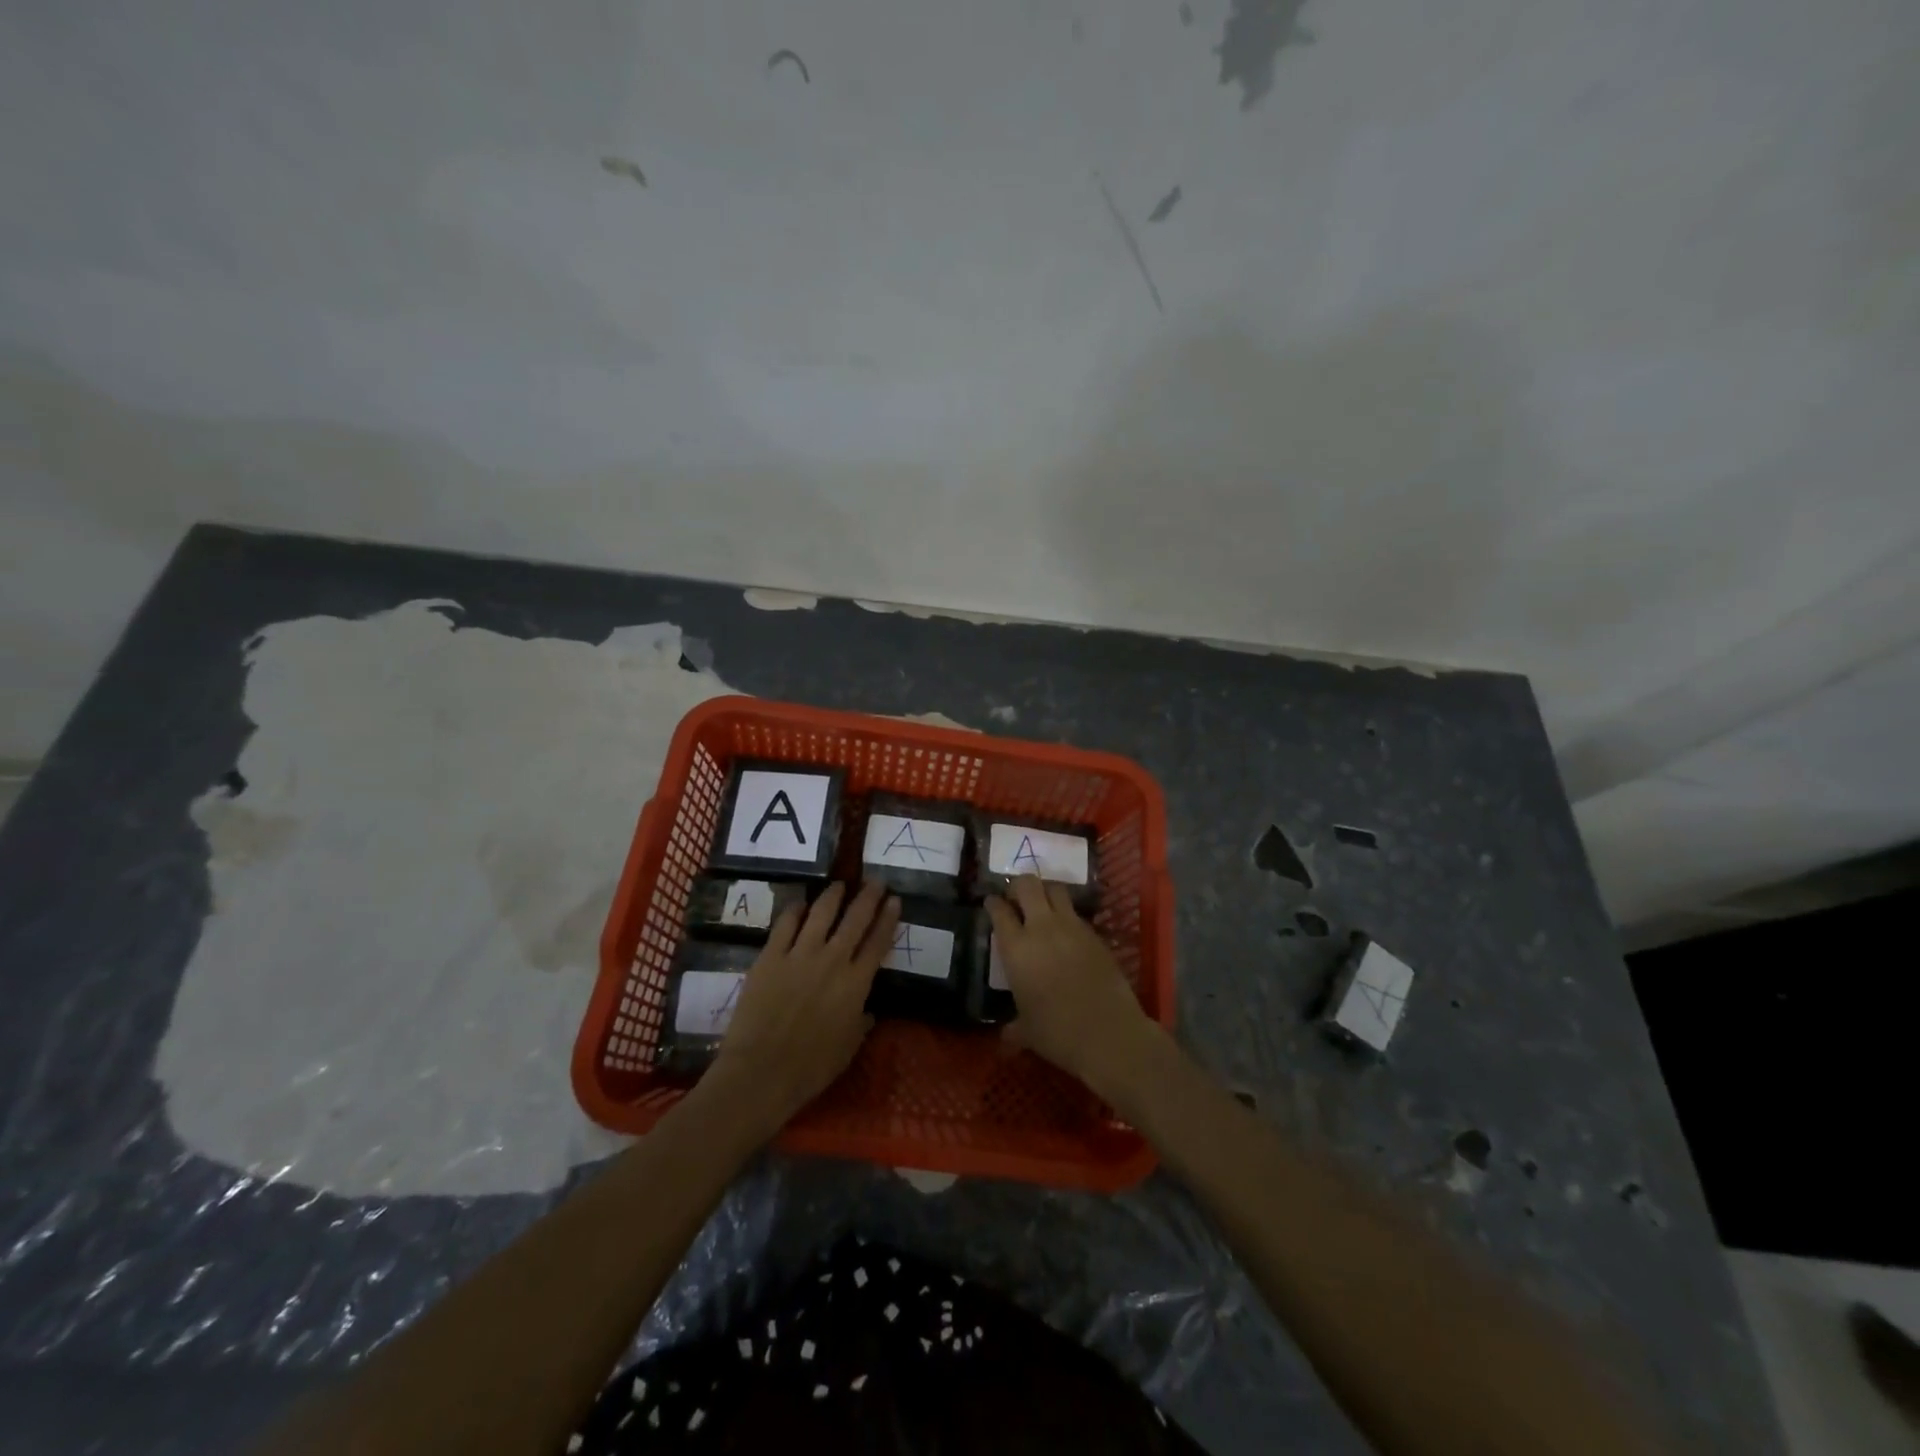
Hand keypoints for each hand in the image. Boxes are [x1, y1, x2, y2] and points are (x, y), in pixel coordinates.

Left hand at [701, 881, 898, 1138]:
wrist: (761, 1072)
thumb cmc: (810, 1068)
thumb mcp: (847, 1049)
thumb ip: (860, 1024)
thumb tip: (868, 1011)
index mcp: (856, 984)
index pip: (878, 942)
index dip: (888, 919)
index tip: (895, 900)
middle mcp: (832, 960)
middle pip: (855, 920)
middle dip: (868, 897)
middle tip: (875, 881)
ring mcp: (799, 955)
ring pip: (821, 913)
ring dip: (833, 896)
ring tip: (839, 884)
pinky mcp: (770, 956)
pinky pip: (785, 924)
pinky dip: (795, 910)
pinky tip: (800, 903)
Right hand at [985, 876, 1159, 1102]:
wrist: (1109, 1033)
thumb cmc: (1058, 1033)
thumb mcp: (1027, 1031)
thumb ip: (1013, 1028)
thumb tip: (1005, 1038)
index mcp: (1017, 948)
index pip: (999, 911)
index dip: (993, 903)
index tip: (991, 902)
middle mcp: (1042, 928)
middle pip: (1028, 885)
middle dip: (1019, 886)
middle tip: (1016, 898)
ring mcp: (1072, 927)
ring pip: (1055, 889)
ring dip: (1045, 892)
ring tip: (1042, 906)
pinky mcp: (1095, 934)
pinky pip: (1076, 913)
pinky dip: (1067, 915)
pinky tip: (1066, 933)